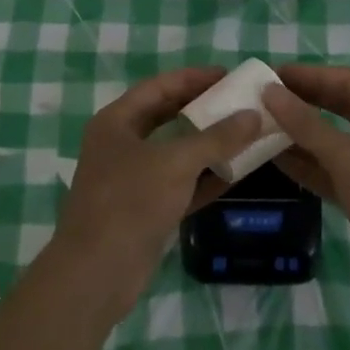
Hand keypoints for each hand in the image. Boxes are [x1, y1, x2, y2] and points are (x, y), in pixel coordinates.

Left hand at [52, 67, 262, 322]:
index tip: (227, 75)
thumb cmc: (130, 202)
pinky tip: (234, 174)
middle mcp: (121, 144)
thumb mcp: (176, 163)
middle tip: (237, 102)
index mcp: (116, 121)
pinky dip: (203, 178)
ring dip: (206, 144)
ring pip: (174, 151)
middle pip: (166, 116)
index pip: (159, 87)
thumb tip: (253, 115)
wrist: (96, 274)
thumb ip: (216, 138)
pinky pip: (179, 183)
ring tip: (243, 134)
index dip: (192, 78)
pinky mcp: (144, 209)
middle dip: (201, 109)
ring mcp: (131, 178)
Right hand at [267, 64, 349, 320]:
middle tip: (263, 97)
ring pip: (332, 139)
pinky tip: (275, 159)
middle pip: (338, 106)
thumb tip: (270, 91)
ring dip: (300, 133)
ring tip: (261, 124)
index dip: (308, 74)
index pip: (345, 80)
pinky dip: (306, 164)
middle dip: (302, 100)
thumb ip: (308, 126)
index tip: (270, 74)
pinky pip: (330, 169)